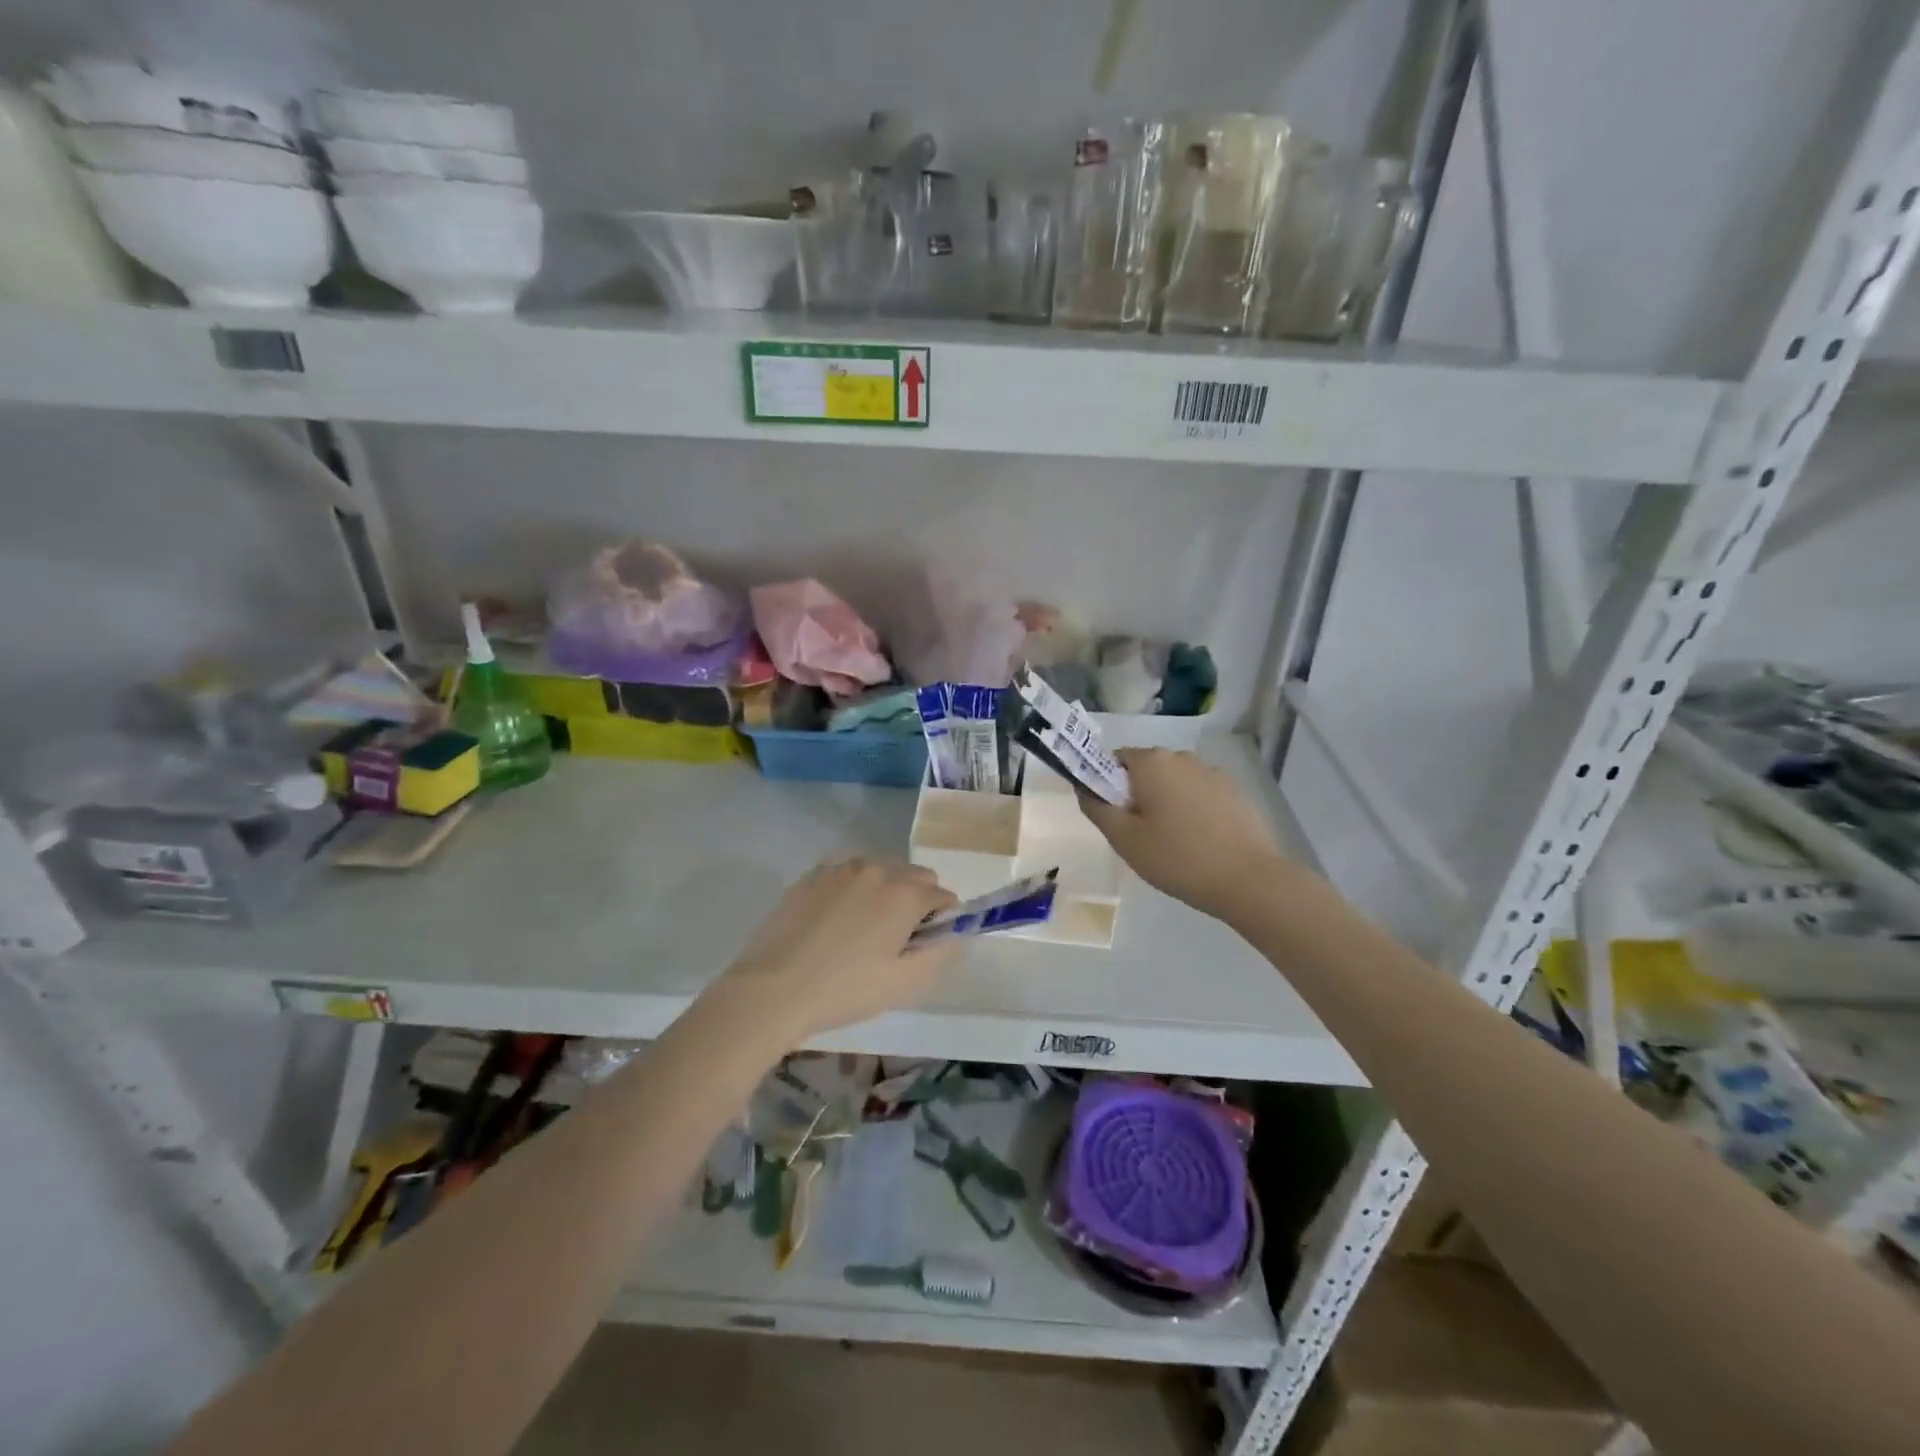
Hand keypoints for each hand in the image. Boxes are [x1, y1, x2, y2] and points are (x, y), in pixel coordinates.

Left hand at [714, 857, 960, 1044]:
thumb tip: (953, 933)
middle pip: (916, 876)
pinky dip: (855, 888)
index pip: (944, 896)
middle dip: (917, 901)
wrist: (772, 989)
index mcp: (904, 893)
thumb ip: (941, 953)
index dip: (942, 921)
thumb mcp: (904, 983)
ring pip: (882, 869)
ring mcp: (841, 867)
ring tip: (863, 929)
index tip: (924, 946)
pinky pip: (849, 872)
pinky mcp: (813, 874)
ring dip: (886, 890)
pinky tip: (836, 920)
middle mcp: (877, 868)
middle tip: (896, 939)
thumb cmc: (845, 990)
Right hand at [1079, 748, 1285, 920]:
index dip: (1107, 785)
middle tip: (1139, 835)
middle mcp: (1183, 757)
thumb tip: (1084, 788)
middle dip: (1138, 795)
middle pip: (1146, 770)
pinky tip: (1200, 843)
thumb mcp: (1124, 839)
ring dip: (1167, 803)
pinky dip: (1193, 811)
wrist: (1249, 880)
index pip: (1115, 760)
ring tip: (1173, 843)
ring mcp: (1213, 773)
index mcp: (1152, 762)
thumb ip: (1097, 808)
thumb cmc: (1177, 857)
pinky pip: (1201, 795)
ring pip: (1175, 783)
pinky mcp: (1236, 793)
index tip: (1113, 817)